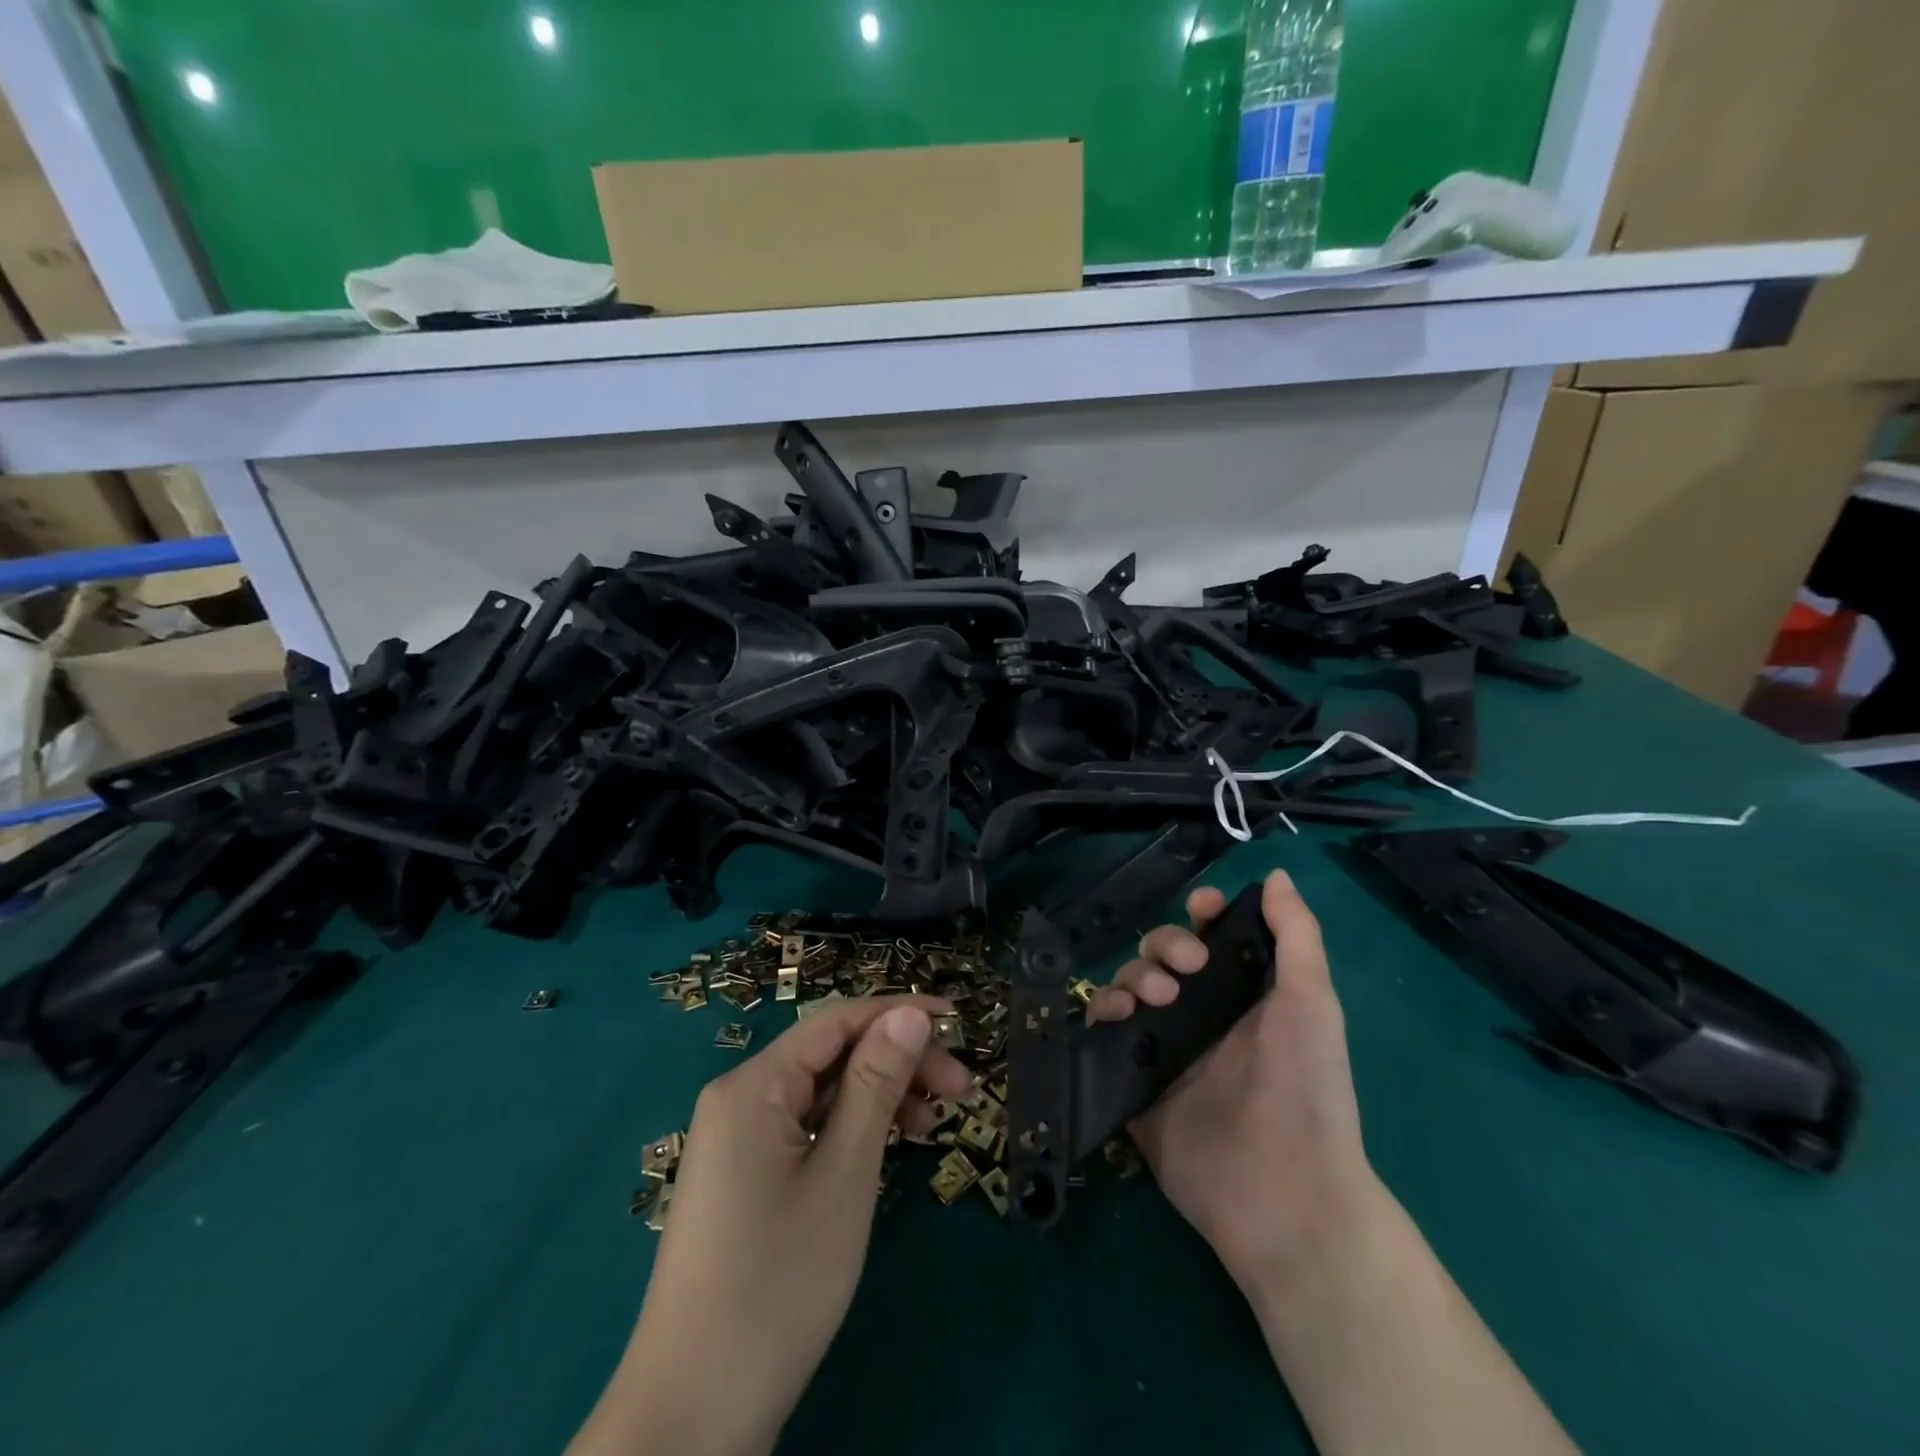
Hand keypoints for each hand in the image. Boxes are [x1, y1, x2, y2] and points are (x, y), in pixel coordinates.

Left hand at [571, 996, 972, 1455]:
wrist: (693, 1414)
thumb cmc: (779, 1284)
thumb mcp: (843, 1175)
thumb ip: (876, 1084)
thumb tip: (909, 1014)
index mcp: (753, 1085)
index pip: (837, 1020)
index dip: (899, 1012)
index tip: (958, 1020)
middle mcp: (740, 1098)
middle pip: (830, 1055)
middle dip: (896, 1061)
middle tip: (960, 1091)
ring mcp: (737, 1139)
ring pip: (821, 1092)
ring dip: (879, 1097)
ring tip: (934, 1124)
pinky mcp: (743, 1176)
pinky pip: (805, 1127)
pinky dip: (849, 1129)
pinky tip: (887, 1147)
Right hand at [1089, 870, 1379, 1295]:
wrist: (1281, 1189)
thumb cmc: (1306, 1087)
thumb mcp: (1313, 1002)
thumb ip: (1296, 936)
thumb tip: (1276, 873)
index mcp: (1244, 996)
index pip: (1211, 939)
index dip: (1200, 916)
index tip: (1200, 909)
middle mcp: (1202, 1016)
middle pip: (1163, 956)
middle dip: (1165, 946)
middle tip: (1183, 972)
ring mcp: (1165, 1048)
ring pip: (1130, 985)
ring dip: (1134, 975)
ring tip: (1153, 1000)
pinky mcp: (1134, 1080)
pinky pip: (1105, 1031)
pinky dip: (1103, 1010)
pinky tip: (1116, 1015)